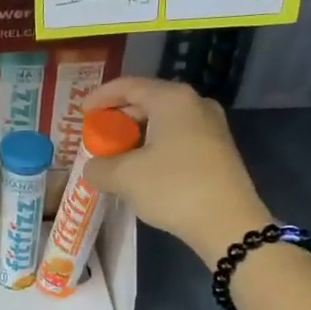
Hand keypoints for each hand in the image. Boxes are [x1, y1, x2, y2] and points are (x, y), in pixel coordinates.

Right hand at [81, 77, 270, 265]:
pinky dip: (155, 147)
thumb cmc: (173, 188)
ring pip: (164, 122)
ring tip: (116, 155)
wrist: (228, 223)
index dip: (101, 97)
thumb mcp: (125, 177)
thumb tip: (92, 168)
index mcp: (172, 99)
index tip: (82, 112)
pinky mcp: (218, 150)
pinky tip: (143, 169)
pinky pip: (178, 138)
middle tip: (98, 135)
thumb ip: (99, 167)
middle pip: (148, 101)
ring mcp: (211, 127)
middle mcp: (195, 104)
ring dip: (137, 136)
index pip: (129, 86)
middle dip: (119, 118)